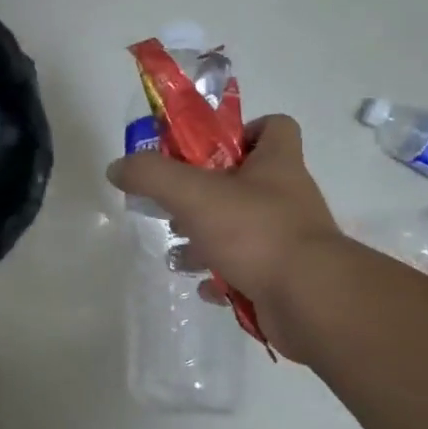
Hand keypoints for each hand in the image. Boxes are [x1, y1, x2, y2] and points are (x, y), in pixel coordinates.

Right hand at [107, 114, 341, 352]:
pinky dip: (222, 276)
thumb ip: (151, 175)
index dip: (242, 130)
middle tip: (176, 205)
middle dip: (205, 193)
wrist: (311, 301)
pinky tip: (203, 285)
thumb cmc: (256, 232)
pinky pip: (247, 270)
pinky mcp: (284, 277)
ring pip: (242, 229)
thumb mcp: (193, 194)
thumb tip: (117, 167)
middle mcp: (287, 197)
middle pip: (246, 181)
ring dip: (207, 238)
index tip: (206, 149)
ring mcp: (288, 240)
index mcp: (277, 164)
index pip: (274, 127)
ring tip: (178, 250)